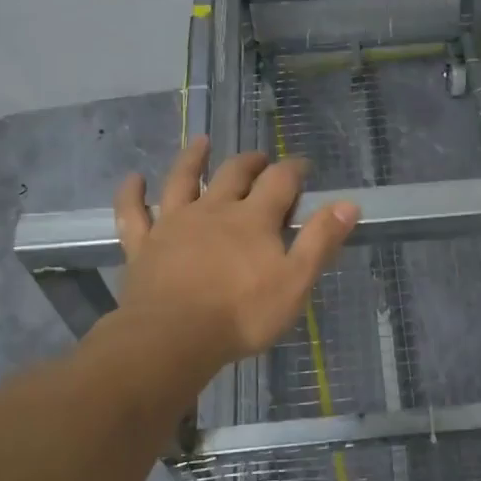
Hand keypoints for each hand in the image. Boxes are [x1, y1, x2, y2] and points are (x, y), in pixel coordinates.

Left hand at [112, 137, 358, 375]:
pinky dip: (132, 194)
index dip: (294, 169)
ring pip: (182, 181)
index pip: (280, 181)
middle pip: (234, 175)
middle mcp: (214, 210)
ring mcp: (174, 225)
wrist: (174, 336)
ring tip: (201, 144)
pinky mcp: (144, 246)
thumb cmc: (242, 314)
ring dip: (193, 160)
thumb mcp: (295, 281)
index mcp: (253, 219)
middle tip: (260, 159)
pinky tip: (133, 179)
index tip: (304, 166)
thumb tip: (348, 204)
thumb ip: (320, 241)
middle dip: (251, 163)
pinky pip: (134, 213)